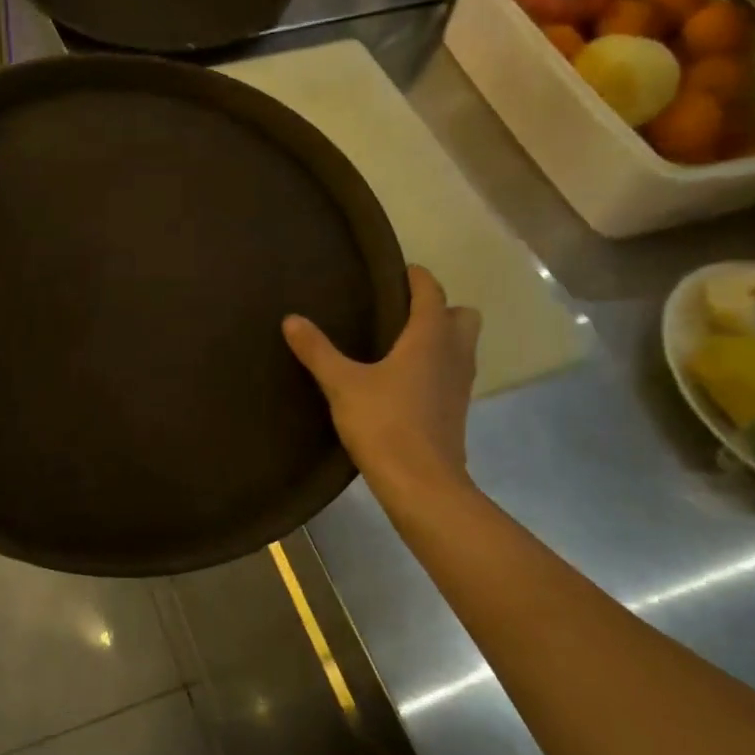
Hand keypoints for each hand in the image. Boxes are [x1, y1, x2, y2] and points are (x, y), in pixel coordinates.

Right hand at [283, 265, 481, 496]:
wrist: (421, 483)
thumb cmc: (384, 423)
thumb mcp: (342, 384)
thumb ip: (317, 350)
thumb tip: (291, 319)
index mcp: (430, 338)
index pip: (432, 293)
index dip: (418, 278)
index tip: (398, 271)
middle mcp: (453, 355)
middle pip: (462, 317)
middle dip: (440, 309)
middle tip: (401, 314)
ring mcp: (460, 385)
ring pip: (462, 347)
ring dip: (441, 339)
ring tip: (400, 345)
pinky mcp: (456, 411)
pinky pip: (453, 373)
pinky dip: (437, 367)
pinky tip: (404, 382)